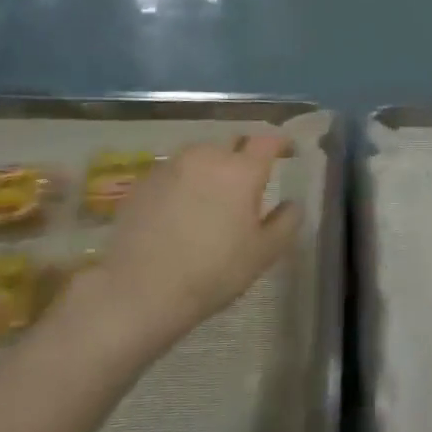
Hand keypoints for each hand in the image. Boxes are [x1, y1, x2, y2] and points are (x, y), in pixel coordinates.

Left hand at [67, 134, 301, 349]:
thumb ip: (285, 223)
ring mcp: (171, 166)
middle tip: (248, 180)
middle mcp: (207, 157)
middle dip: (244, 154)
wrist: (139, 290)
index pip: (267, 140)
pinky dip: (185, 181)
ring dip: (212, 167)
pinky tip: (181, 208)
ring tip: (213, 194)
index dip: (280, 143)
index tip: (287, 151)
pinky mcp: (143, 182)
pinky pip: (174, 172)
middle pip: (232, 143)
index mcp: (242, 170)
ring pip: (201, 155)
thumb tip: (292, 204)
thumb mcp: (262, 254)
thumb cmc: (212, 272)